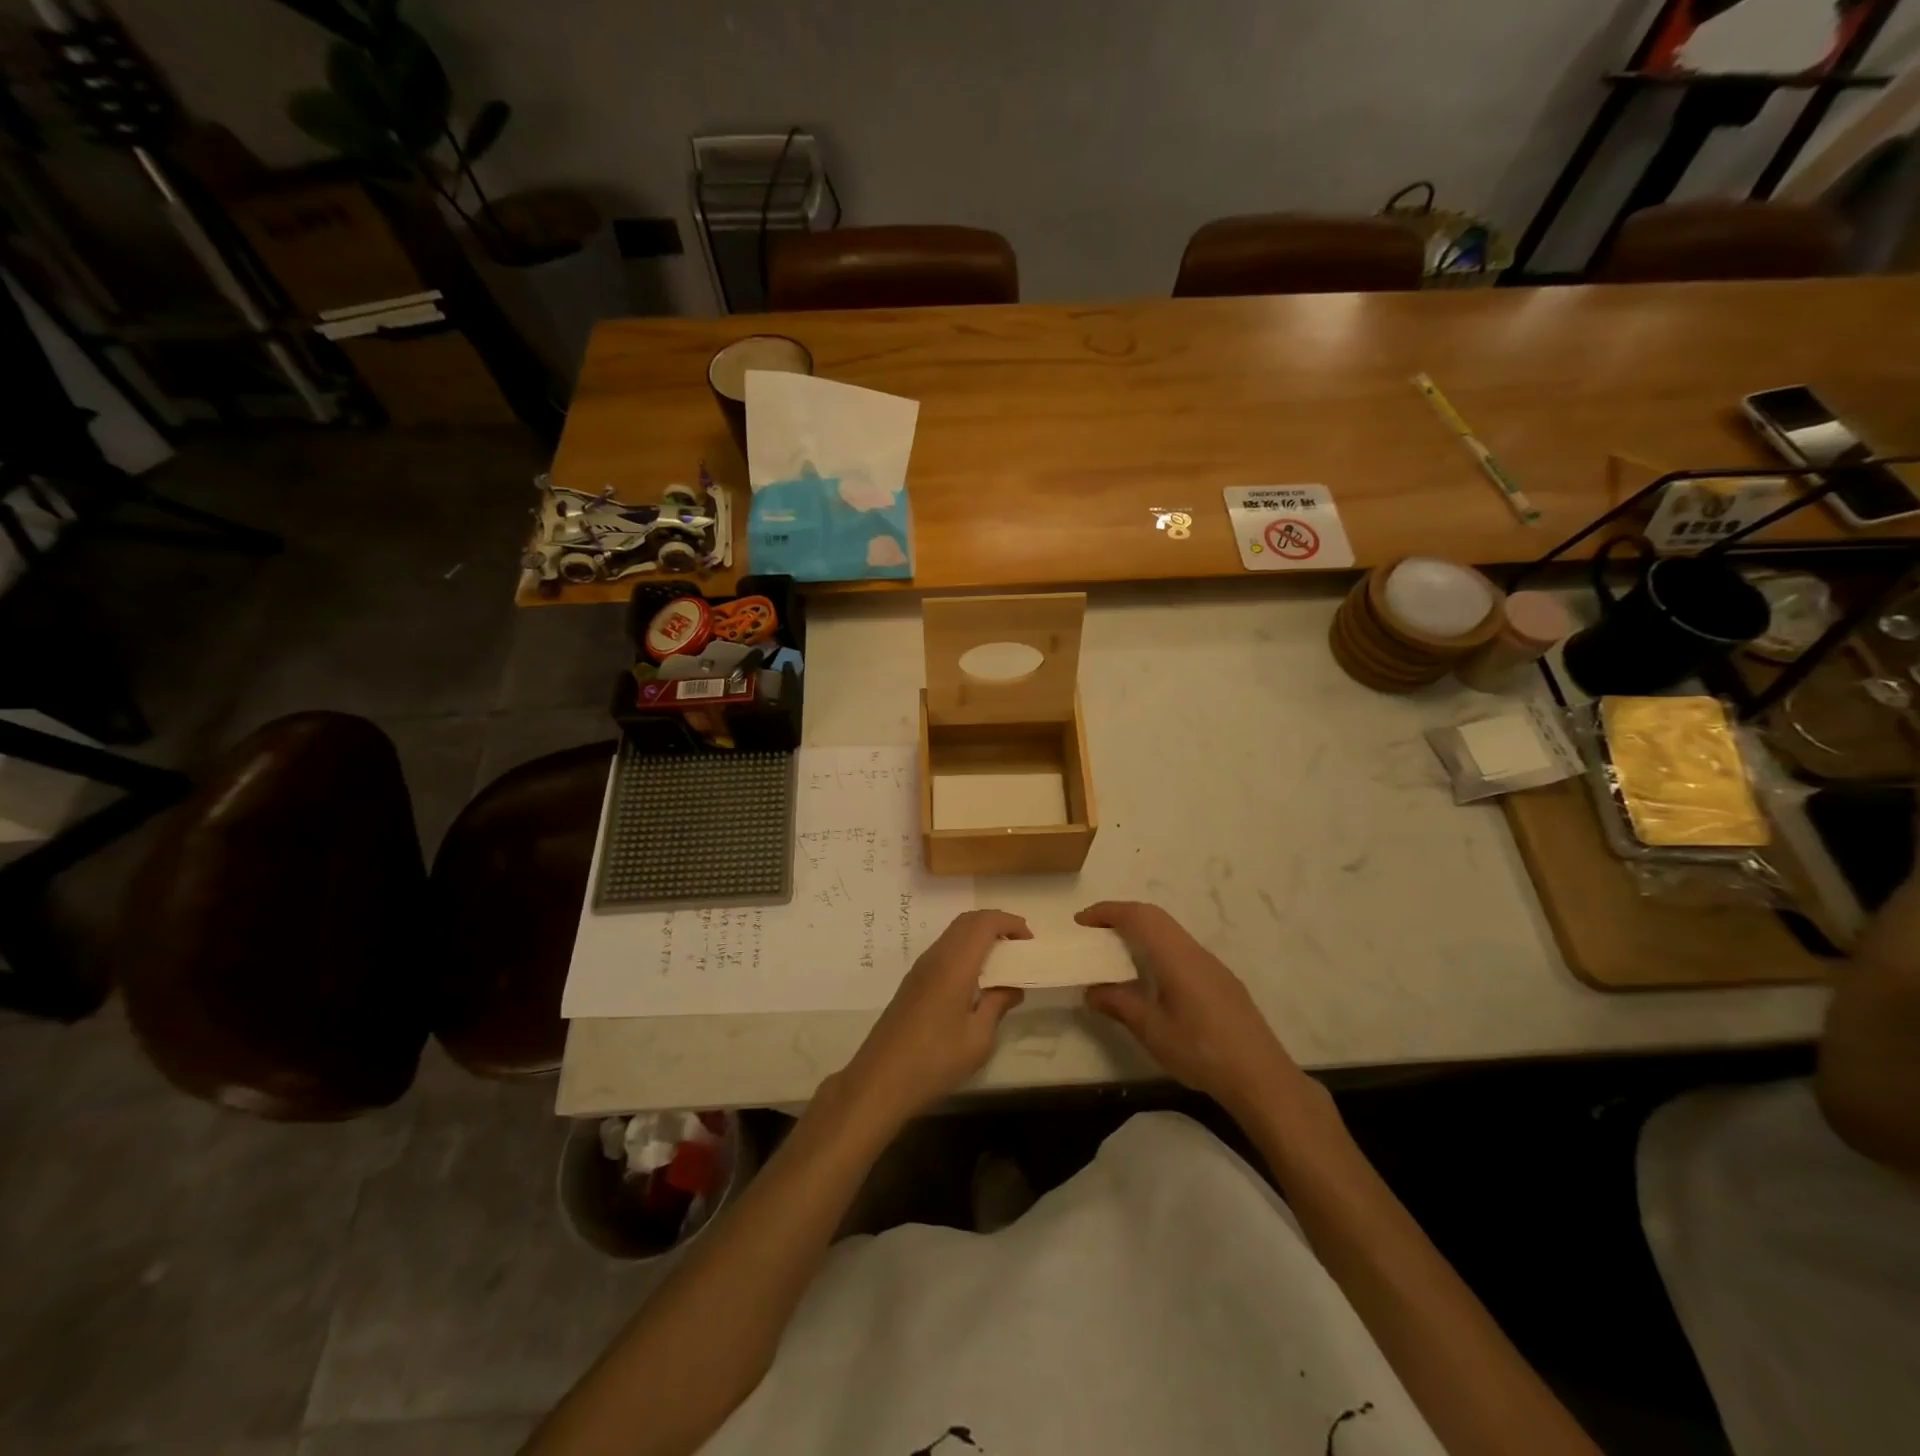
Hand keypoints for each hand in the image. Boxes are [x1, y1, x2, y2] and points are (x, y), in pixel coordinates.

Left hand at [837, 910, 1029, 1127]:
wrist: (881, 1080)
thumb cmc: (935, 1059)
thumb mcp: (978, 1038)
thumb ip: (997, 1004)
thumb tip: (1012, 987)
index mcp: (955, 964)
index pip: (984, 923)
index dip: (1010, 922)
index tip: (1030, 941)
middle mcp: (936, 957)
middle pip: (968, 921)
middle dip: (996, 924)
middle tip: (1019, 947)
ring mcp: (920, 968)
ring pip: (954, 934)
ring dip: (979, 937)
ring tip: (1002, 963)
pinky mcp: (913, 982)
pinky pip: (944, 950)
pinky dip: (965, 951)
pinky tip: (976, 979)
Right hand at [1078, 901, 1313, 1120]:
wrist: (1262, 1078)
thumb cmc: (1201, 1050)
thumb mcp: (1152, 1030)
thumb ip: (1120, 1004)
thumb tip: (1092, 991)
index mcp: (1175, 956)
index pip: (1138, 916)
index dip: (1108, 912)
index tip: (1081, 921)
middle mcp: (1194, 952)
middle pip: (1155, 917)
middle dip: (1122, 916)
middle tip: (1094, 931)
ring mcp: (1212, 966)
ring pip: (1171, 933)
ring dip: (1141, 932)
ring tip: (1116, 952)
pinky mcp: (1221, 982)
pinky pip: (1182, 950)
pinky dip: (1158, 949)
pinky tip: (1151, 978)